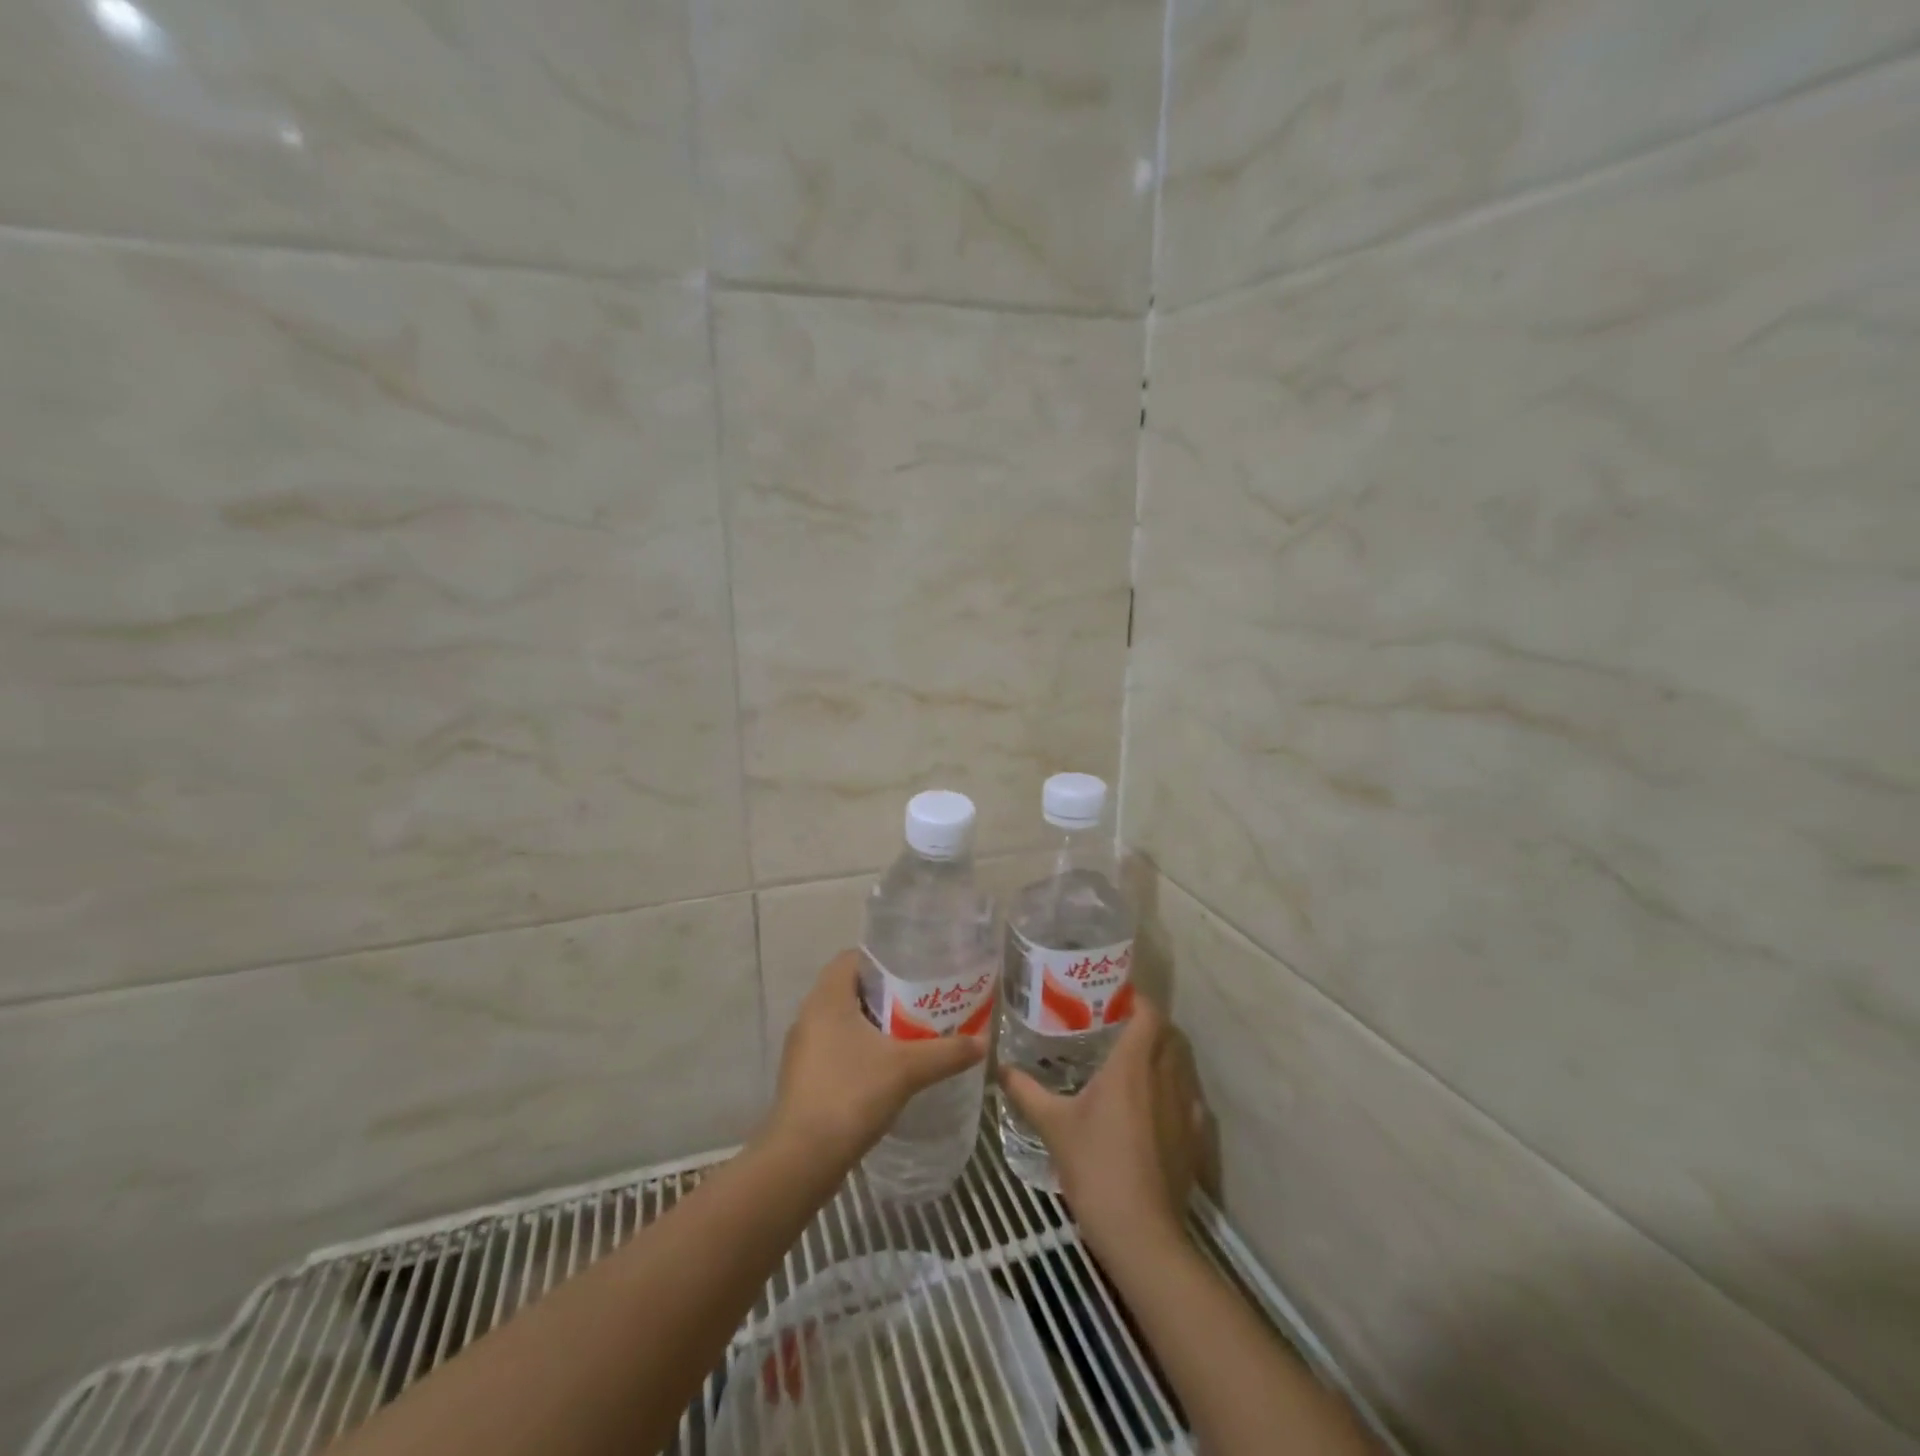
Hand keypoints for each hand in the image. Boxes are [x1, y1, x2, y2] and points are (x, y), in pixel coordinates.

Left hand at [767, 950, 986, 1166]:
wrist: (802, 1158)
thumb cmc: (851, 1094)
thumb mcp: (908, 1069)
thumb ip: (947, 1052)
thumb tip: (984, 1043)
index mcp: (827, 997)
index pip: (853, 957)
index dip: (884, 959)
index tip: (915, 970)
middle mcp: (809, 1014)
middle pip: (850, 988)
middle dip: (886, 993)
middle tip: (921, 1002)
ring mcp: (803, 1047)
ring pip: (842, 1020)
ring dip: (873, 1023)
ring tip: (911, 1033)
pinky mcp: (803, 1075)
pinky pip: (835, 1046)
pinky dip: (860, 1048)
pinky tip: (887, 1067)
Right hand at [998, 996, 1202, 1262]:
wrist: (1141, 1234)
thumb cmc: (1095, 1167)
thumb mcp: (1053, 1126)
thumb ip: (1026, 1091)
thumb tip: (1000, 1067)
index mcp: (1132, 1065)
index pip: (1148, 1013)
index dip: (1136, 999)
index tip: (1114, 995)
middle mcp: (1164, 1077)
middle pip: (1166, 1034)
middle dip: (1146, 1024)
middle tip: (1114, 1026)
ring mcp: (1184, 1108)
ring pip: (1179, 1065)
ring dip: (1161, 1055)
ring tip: (1131, 1062)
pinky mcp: (1193, 1138)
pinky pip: (1187, 1099)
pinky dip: (1173, 1091)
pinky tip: (1153, 1106)